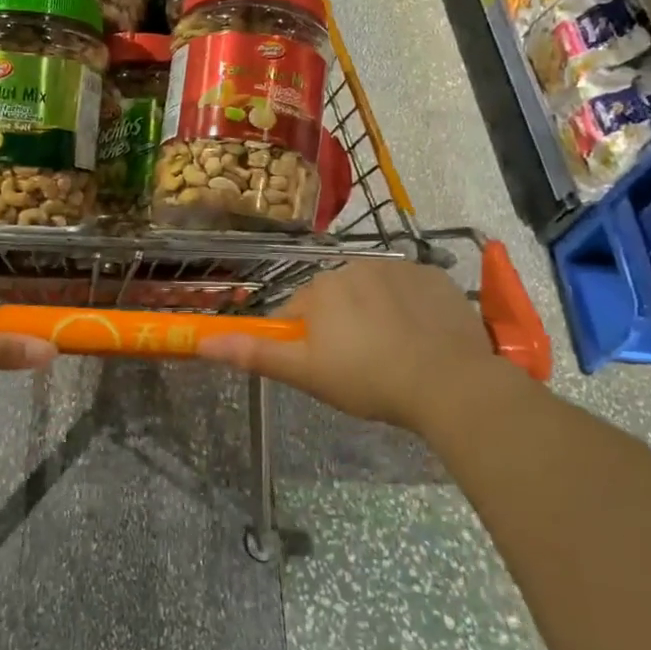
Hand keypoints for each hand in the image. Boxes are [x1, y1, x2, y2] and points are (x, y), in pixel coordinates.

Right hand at [199, 259, 512, 431]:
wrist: (449, 383)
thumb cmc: (368, 380)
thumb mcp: (306, 373)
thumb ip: (255, 354)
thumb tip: (201, 342)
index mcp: (321, 288)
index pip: (295, 312)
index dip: (302, 341)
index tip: (321, 368)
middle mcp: (354, 266)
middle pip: (335, 298)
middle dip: (339, 325)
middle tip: (359, 367)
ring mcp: (399, 268)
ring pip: (372, 292)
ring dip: (374, 315)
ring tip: (394, 355)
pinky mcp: (435, 276)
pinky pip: (410, 290)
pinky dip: (410, 308)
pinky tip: (421, 338)